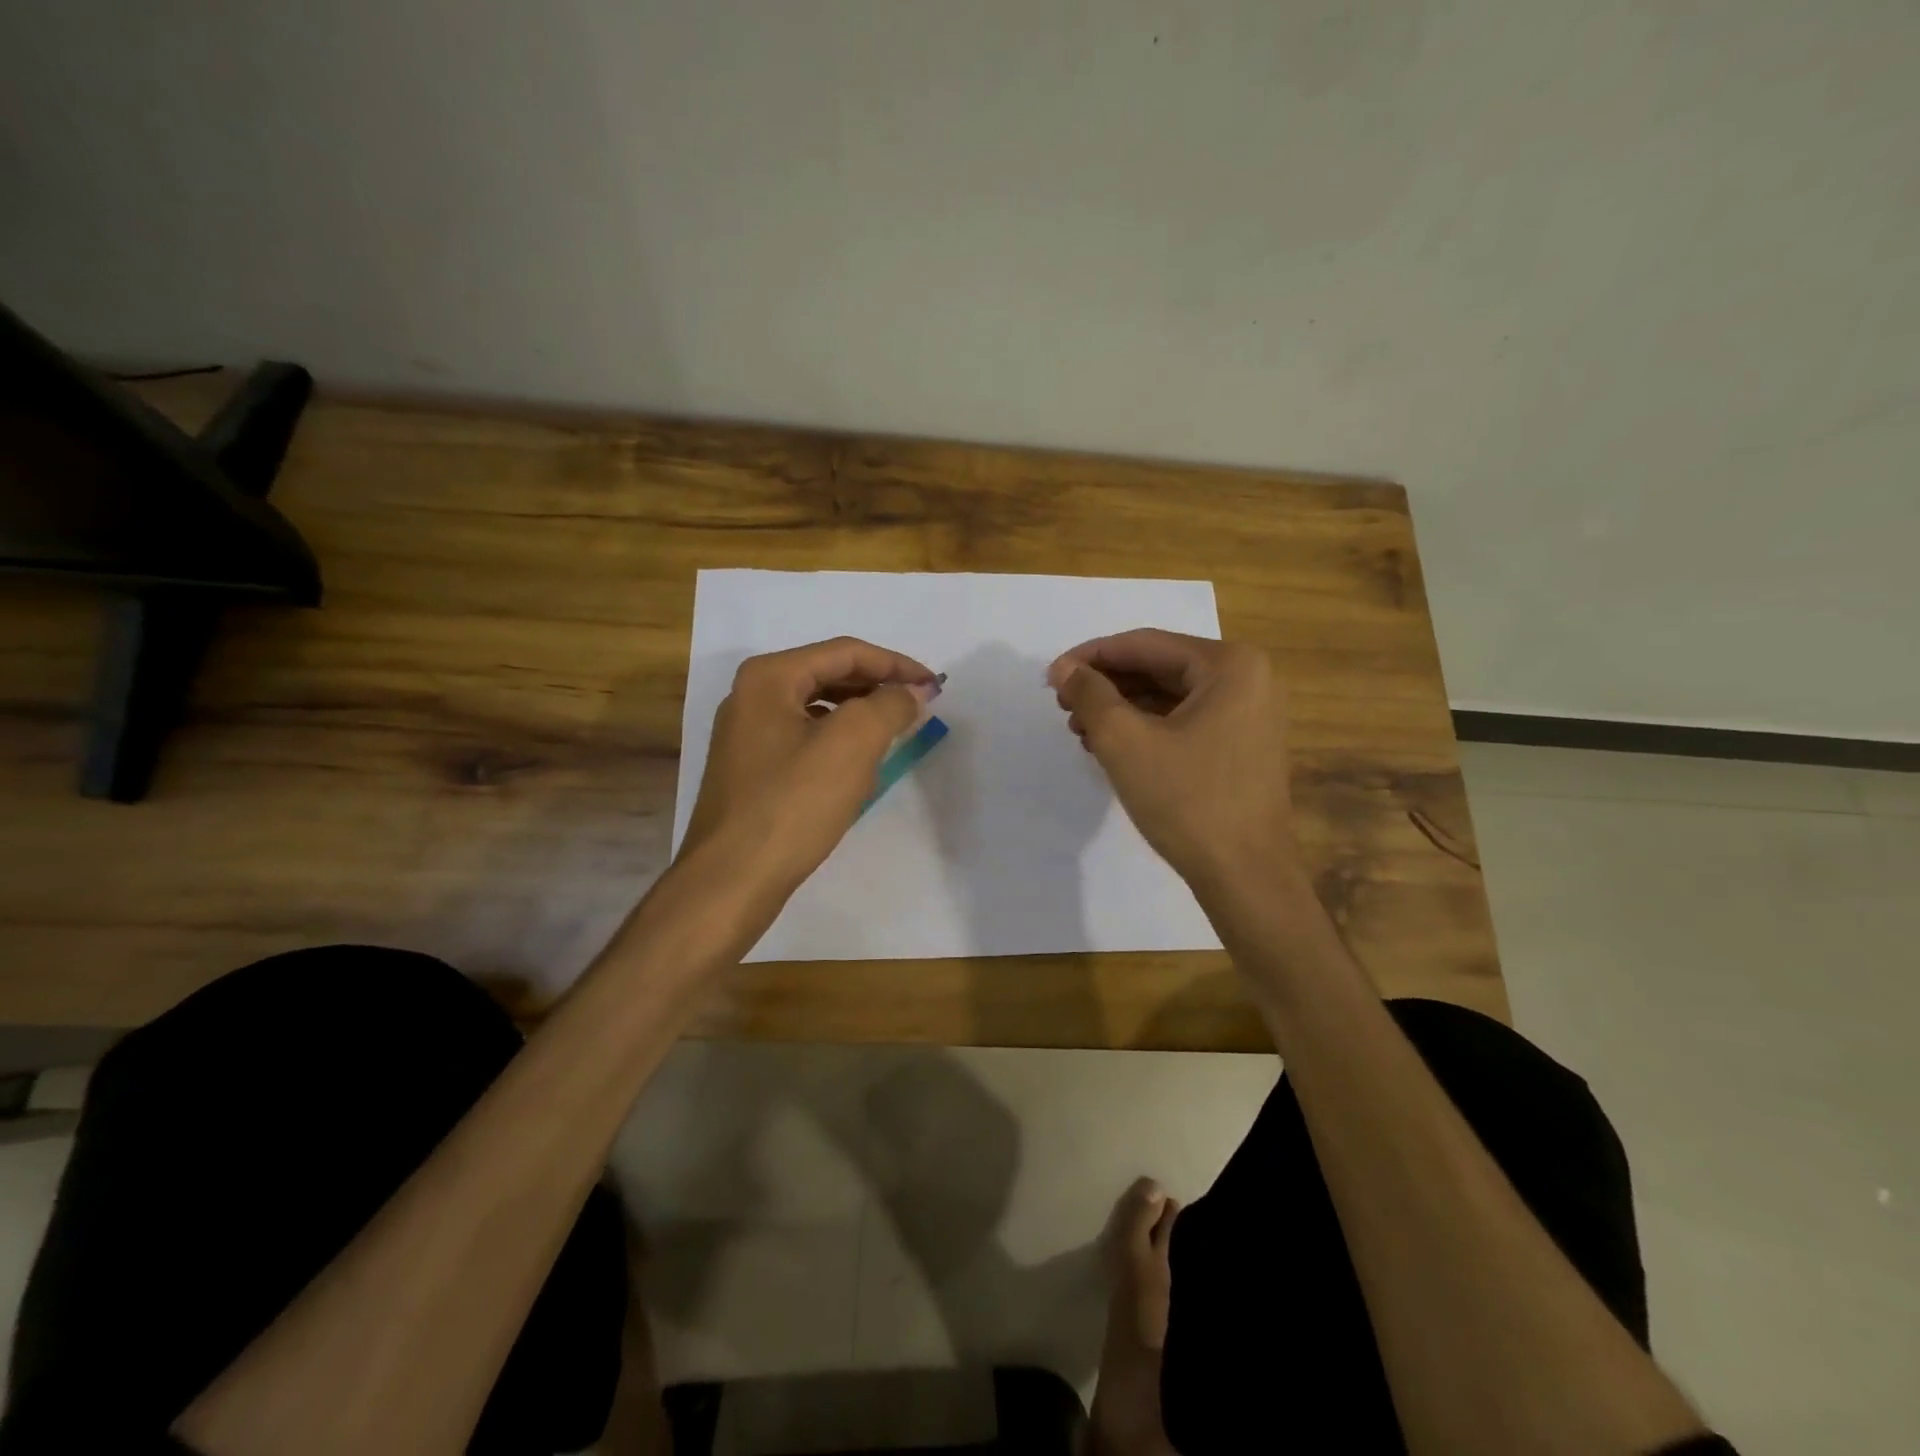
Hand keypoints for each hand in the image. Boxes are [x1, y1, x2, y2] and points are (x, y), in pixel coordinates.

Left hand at [680, 637, 939, 897]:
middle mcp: (751, 696)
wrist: (731, 880)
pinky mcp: (751, 769)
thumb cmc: (792, 805)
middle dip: (877, 687)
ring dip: (860, 715)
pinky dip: (837, 742)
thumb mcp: (852, 745)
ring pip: (817, 708)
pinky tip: (857, 767)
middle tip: (918, 706)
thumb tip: (911, 692)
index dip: (895, 664)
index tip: (934, 686)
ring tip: (894, 733)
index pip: (845, 652)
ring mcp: (746, 734)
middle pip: (829, 675)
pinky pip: (804, 738)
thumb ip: (889, 706)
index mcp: (769, 677)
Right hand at [1048, 630, 1295, 890]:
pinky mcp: (1241, 746)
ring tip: (1080, 730)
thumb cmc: (1187, 800)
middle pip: (1158, 668)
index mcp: (1229, 665)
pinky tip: (1111, 747)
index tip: (1051, 677)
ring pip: (1169, 697)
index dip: (1091, 657)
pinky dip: (1146, 728)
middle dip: (1106, 685)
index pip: (1144, 645)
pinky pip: (1185, 721)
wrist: (1245, 876)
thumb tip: (1065, 669)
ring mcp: (1248, 714)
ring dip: (1121, 709)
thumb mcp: (1125, 741)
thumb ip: (1090, 694)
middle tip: (1063, 706)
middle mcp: (1247, 679)